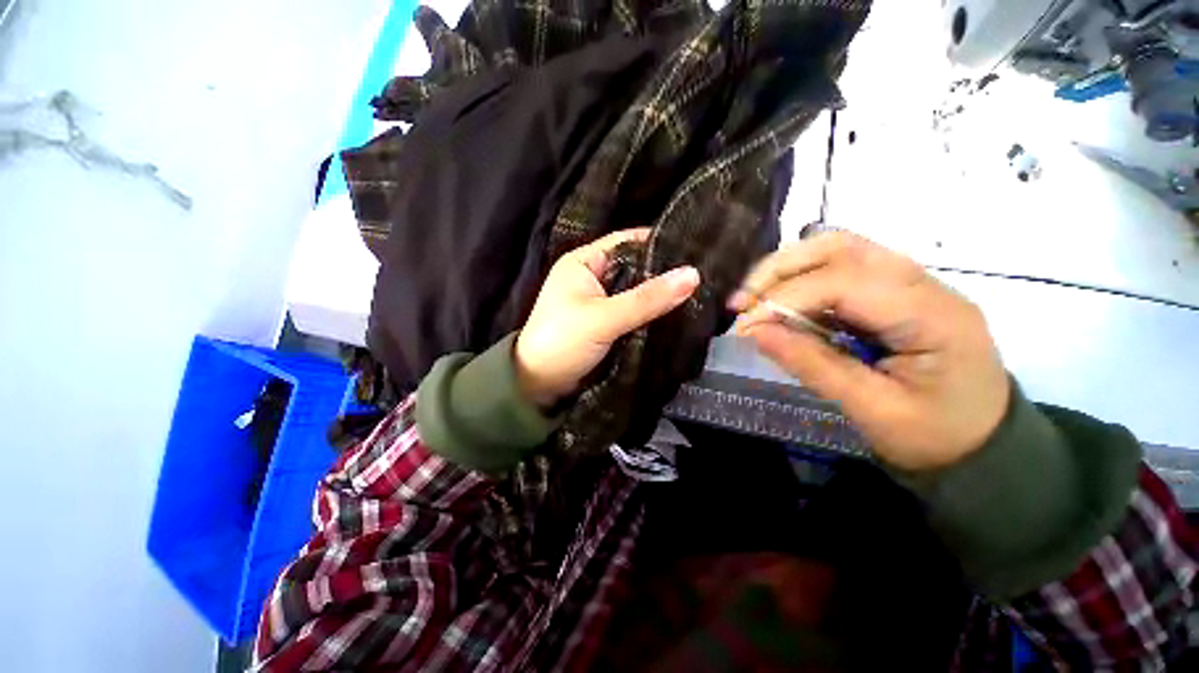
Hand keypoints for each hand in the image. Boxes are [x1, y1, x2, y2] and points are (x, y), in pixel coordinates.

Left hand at [515, 228, 700, 407]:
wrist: (538, 385)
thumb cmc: (563, 342)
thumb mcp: (604, 318)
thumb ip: (647, 299)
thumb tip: (693, 275)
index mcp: (583, 262)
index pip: (627, 242)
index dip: (659, 242)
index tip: (695, 248)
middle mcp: (592, 277)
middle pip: (634, 267)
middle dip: (664, 272)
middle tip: (703, 273)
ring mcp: (599, 301)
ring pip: (636, 291)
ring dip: (659, 295)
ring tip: (699, 291)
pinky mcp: (605, 322)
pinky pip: (633, 310)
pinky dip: (650, 312)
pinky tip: (676, 312)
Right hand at [729, 232, 1009, 471]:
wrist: (982, 445)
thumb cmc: (934, 437)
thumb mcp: (871, 410)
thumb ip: (811, 365)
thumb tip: (754, 332)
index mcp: (931, 314)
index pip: (842, 283)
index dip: (784, 298)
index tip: (743, 325)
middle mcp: (922, 283)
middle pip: (840, 247)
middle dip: (780, 270)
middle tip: (742, 302)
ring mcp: (910, 282)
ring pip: (837, 250)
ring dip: (787, 269)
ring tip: (754, 299)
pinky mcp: (893, 292)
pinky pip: (840, 270)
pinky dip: (801, 281)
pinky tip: (781, 303)